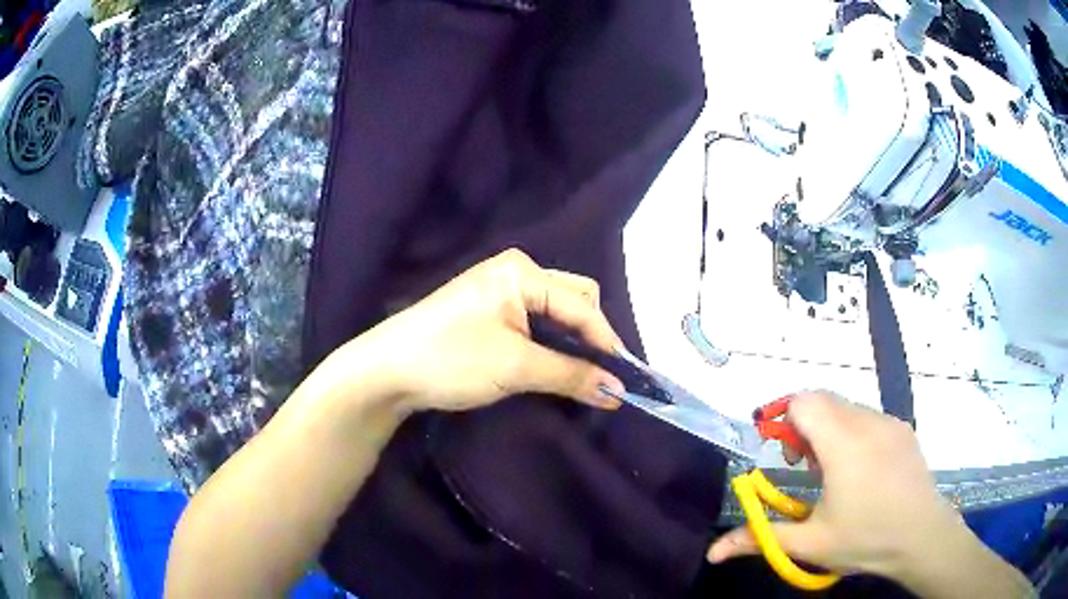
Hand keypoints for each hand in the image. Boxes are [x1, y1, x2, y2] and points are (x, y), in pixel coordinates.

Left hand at [347, 249, 627, 413]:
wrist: (387, 371)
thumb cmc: (451, 359)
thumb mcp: (516, 367)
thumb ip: (572, 375)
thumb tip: (618, 391)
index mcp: (522, 272)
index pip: (582, 305)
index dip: (606, 342)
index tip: (624, 380)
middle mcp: (515, 272)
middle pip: (573, 301)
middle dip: (591, 337)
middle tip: (600, 376)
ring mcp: (499, 291)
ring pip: (554, 313)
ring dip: (572, 343)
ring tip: (583, 376)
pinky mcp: (489, 311)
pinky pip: (535, 322)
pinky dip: (551, 344)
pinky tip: (555, 366)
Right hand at [707, 391, 965, 579]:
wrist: (922, 536)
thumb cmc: (865, 540)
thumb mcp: (809, 545)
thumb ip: (760, 540)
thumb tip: (712, 552)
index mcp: (843, 446)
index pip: (804, 401)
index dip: (784, 418)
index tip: (781, 453)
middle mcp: (867, 422)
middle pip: (823, 399)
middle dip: (803, 425)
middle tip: (804, 467)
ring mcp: (889, 422)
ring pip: (846, 406)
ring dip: (828, 428)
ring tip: (833, 471)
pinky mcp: (903, 427)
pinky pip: (868, 416)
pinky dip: (852, 431)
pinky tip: (861, 469)